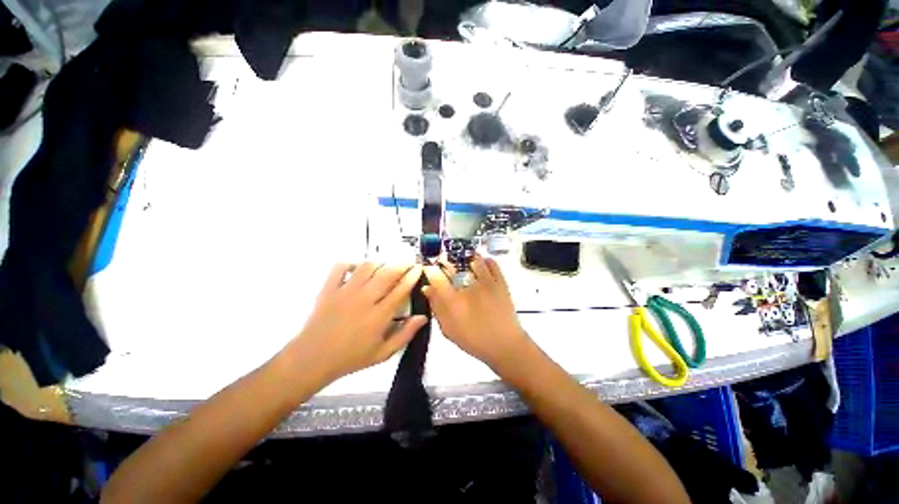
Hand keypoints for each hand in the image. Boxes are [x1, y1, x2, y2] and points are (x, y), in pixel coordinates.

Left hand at [283, 263, 426, 382]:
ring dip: (380, 263)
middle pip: (387, 273)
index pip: (401, 289)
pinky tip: (358, 268)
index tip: (418, 268)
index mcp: (379, 315)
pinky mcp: (329, 289)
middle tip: (407, 264)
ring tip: (385, 267)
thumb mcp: (383, 353)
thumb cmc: (351, 358)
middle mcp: (365, 299)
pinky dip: (351, 263)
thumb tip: (423, 317)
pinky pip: (341, 267)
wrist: (312, 360)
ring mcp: (346, 291)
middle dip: (401, 265)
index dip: (412, 276)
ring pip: (367, 267)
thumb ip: (405, 334)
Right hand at [423, 256, 529, 369]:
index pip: (436, 277)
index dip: (431, 269)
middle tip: (446, 265)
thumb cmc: (474, 340)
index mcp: (453, 301)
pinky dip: (485, 261)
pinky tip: (482, 266)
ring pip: (473, 260)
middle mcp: (468, 288)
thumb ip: (437, 308)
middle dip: (446, 262)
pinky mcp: (500, 282)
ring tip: (466, 267)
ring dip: (467, 261)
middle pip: (453, 265)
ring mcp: (486, 283)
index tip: (430, 267)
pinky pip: (492, 263)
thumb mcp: (449, 329)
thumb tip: (427, 289)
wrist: (505, 345)